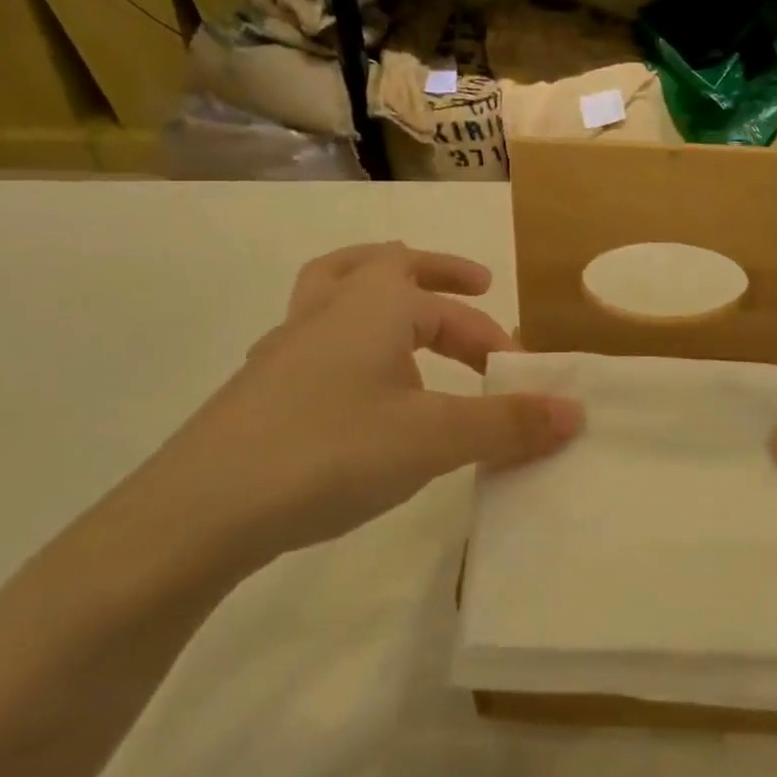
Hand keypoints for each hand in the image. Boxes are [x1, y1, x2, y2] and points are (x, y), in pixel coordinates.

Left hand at [118, 242, 581, 569]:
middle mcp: (328, 308)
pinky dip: (349, 339)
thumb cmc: (330, 452)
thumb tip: (576, 411)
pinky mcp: (261, 384)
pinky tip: (358, 384)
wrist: (200, 510)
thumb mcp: (434, 438)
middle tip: (477, 290)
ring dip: (381, 290)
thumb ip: (507, 423)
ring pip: (337, 287)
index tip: (520, 376)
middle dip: (439, 277)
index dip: (494, 336)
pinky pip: (316, 336)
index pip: (452, 307)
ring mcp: (286, 344)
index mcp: (373, 304)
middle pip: (388, 266)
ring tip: (409, 312)